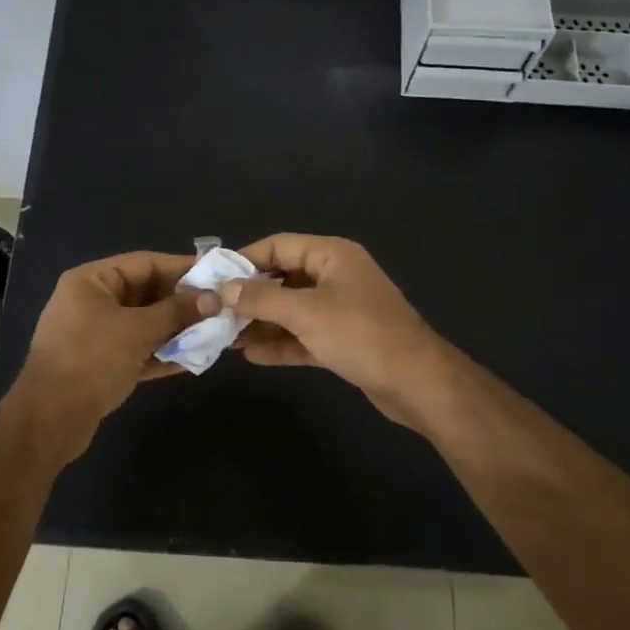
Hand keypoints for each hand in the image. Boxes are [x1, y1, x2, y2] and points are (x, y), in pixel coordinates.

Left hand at [8, 251, 204, 453]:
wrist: (50, 420)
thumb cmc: (90, 360)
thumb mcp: (137, 330)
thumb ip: (176, 312)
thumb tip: (214, 298)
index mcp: (91, 282)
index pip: (144, 263)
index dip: (181, 267)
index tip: (215, 274)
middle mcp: (92, 302)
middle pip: (145, 293)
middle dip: (182, 301)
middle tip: (220, 305)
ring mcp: (96, 334)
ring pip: (144, 324)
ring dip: (176, 328)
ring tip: (215, 330)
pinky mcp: (102, 364)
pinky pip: (139, 350)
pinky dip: (163, 352)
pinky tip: (195, 357)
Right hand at [212, 234, 451, 424]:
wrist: (417, 383)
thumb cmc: (361, 334)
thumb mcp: (306, 312)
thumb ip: (261, 298)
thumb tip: (223, 288)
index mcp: (332, 255)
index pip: (279, 245)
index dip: (245, 259)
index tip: (213, 278)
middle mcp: (335, 276)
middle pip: (283, 278)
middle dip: (249, 295)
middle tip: (214, 310)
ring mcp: (340, 309)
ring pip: (291, 310)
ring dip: (261, 322)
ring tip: (224, 336)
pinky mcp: (342, 340)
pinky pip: (303, 335)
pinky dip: (280, 343)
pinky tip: (250, 355)